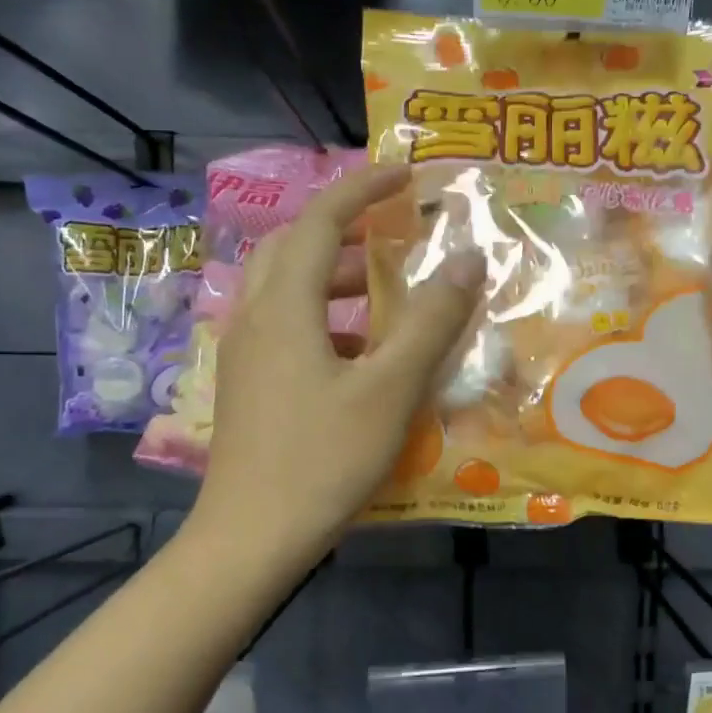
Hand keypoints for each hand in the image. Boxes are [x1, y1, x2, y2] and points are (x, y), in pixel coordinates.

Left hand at [194, 166, 485, 559]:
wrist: (251, 537)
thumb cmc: (323, 459)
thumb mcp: (390, 389)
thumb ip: (431, 321)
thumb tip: (468, 259)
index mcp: (283, 306)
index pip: (319, 221)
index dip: (362, 189)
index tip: (406, 175)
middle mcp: (253, 318)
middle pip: (292, 249)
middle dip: (344, 231)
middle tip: (393, 236)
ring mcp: (243, 355)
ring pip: (286, 292)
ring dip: (334, 280)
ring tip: (386, 298)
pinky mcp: (246, 387)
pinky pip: (285, 329)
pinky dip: (324, 322)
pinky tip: (360, 358)